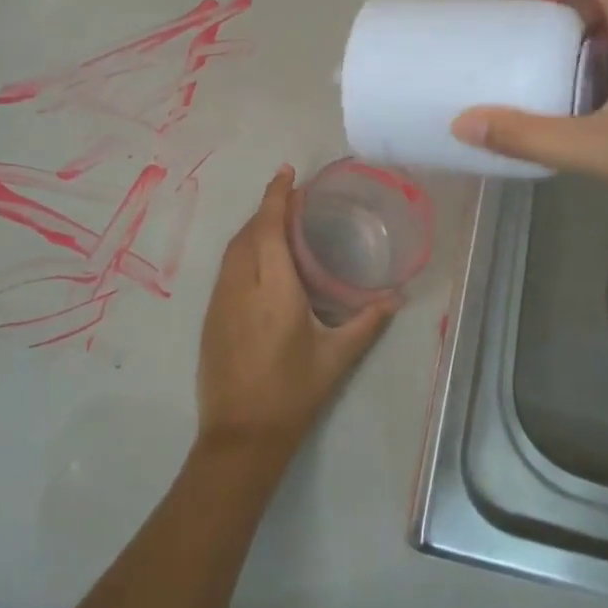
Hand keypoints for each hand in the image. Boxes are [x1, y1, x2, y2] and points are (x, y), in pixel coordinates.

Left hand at [195, 166, 397, 463]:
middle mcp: (241, 286)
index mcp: (274, 290)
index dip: (276, 196)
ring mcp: (220, 301)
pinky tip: (260, 261)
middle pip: (249, 232)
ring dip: (253, 228)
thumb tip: (396, 297)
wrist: (240, 435)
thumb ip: (367, 323)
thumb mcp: (336, 359)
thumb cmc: (293, 395)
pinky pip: (227, 269)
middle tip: (292, 198)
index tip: (287, 172)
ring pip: (233, 249)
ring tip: (278, 222)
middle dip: (267, 208)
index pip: (269, 228)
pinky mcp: (210, 316)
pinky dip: (243, 251)